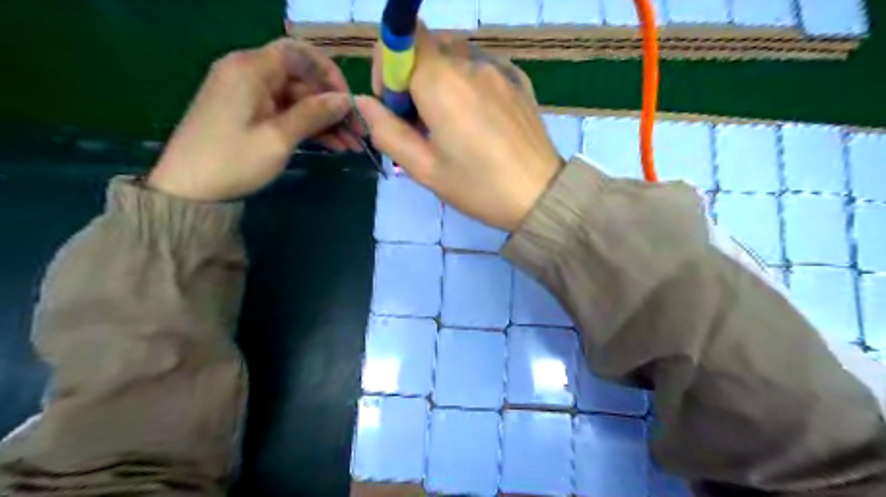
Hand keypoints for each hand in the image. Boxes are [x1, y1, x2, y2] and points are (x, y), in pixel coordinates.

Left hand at [149, 37, 364, 201]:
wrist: (189, 190)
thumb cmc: (233, 160)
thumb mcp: (279, 137)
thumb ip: (314, 114)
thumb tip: (345, 99)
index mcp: (250, 69)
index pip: (298, 53)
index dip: (328, 73)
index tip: (347, 100)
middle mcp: (249, 74)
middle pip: (301, 79)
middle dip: (331, 105)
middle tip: (358, 131)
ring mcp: (249, 96)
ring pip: (298, 100)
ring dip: (325, 120)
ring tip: (352, 145)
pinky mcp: (250, 115)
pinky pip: (286, 113)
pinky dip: (309, 127)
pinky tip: (333, 145)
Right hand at [353, 26, 559, 229]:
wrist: (540, 195)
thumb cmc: (478, 187)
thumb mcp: (425, 169)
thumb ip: (387, 132)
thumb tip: (363, 103)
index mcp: (441, 82)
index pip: (400, 39)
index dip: (388, 67)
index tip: (394, 106)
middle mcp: (470, 63)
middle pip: (427, 47)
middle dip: (413, 78)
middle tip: (421, 123)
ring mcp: (499, 69)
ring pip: (454, 57)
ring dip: (441, 81)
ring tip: (451, 124)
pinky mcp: (518, 79)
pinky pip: (480, 69)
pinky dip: (467, 85)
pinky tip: (478, 120)